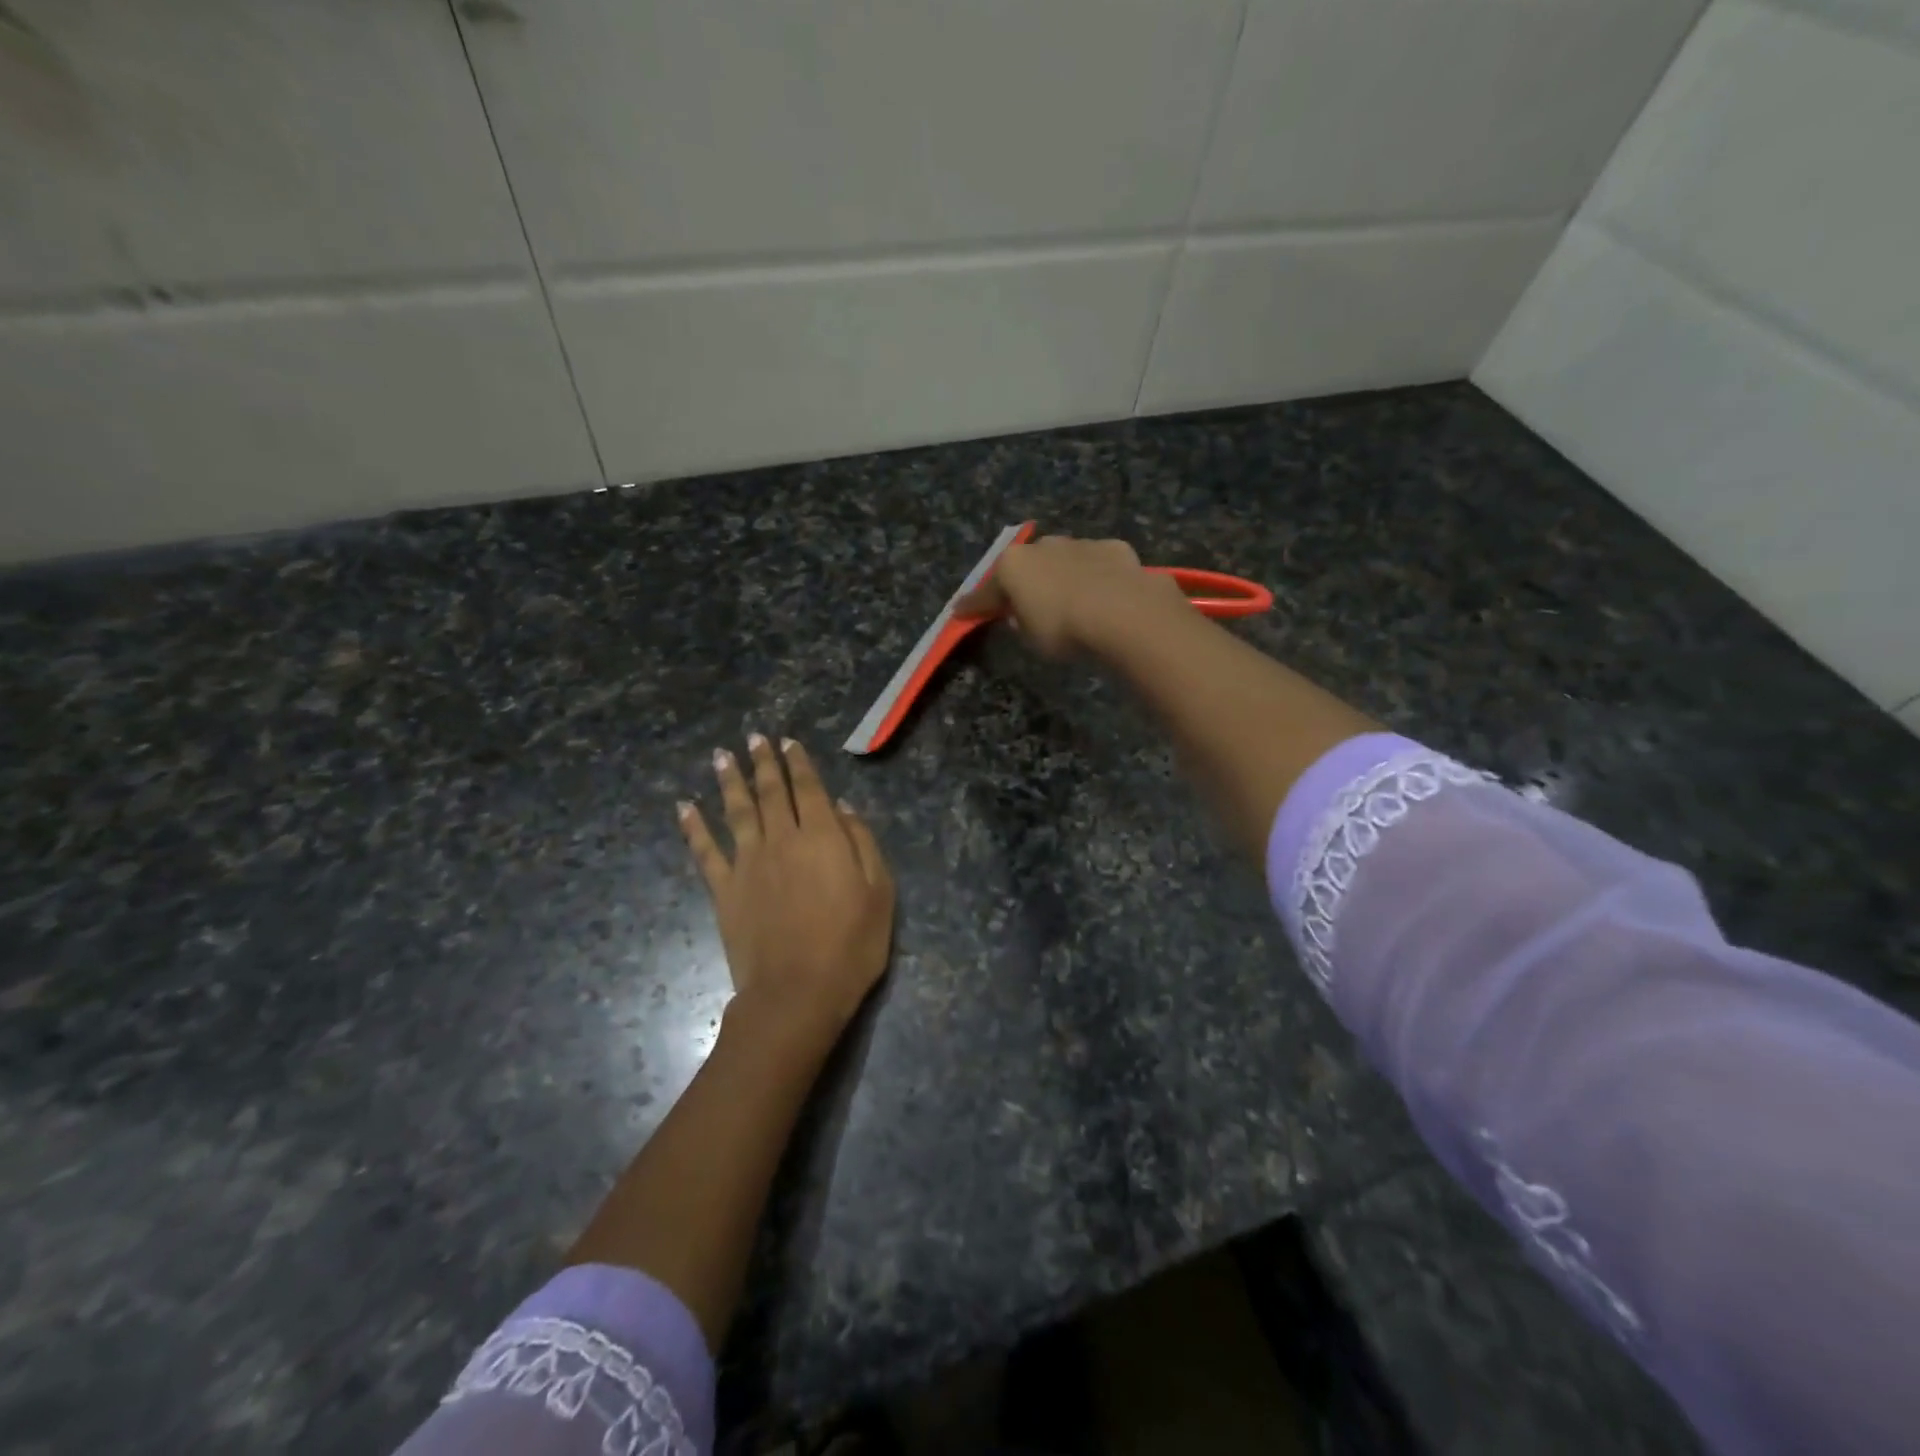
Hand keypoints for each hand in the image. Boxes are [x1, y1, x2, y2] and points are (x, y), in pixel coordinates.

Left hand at [678, 735, 894, 1041]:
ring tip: (722, 757)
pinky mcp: (724, 890)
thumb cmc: (850, 946)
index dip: (798, 763)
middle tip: (753, 738)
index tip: (787, 742)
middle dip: (763, 762)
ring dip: (729, 781)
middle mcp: (781, 839)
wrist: (797, 993)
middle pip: (770, 792)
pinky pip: (704, 851)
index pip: (808, 788)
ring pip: (736, 811)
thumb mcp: (879, 892)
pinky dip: (693, 827)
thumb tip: (842, 807)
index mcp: (821, 837)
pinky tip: (684, 807)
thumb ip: (862, 843)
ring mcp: (748, 863)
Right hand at [953, 534, 1185, 658]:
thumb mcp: (1029, 637)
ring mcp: (1081, 543)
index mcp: (1013, 564)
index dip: (973, 605)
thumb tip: (1020, 614)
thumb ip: (1019, 621)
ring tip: (1070, 598)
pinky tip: (1104, 594)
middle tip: (1025, 603)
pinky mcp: (1116, 549)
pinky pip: (1098, 564)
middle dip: (1024, 581)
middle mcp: (1044, 545)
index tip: (960, 613)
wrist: (1124, 614)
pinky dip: (1096, 577)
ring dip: (1062, 575)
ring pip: (1064, 559)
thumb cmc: (1063, 629)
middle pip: (1027, 565)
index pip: (986, 590)